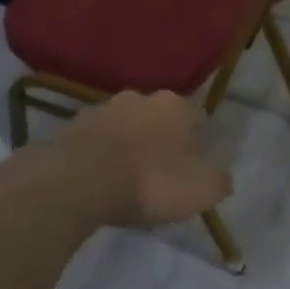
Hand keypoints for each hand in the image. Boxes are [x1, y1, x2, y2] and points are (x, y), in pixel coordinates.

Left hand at [59, 90, 231, 226]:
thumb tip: (219, 177)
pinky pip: (95, 141)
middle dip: (161, 141)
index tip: (193, 168)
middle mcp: (140, 97)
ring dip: (128, 146)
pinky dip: (100, 156)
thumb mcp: (202, 190)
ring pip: (125, 127)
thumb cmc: (150, 182)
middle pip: (159, 119)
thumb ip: (218, 180)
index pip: (197, 118)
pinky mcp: (70, 127)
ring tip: (126, 180)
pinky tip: (99, 180)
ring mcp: (101, 109)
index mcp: (176, 106)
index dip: (198, 143)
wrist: (78, 182)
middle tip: (160, 174)